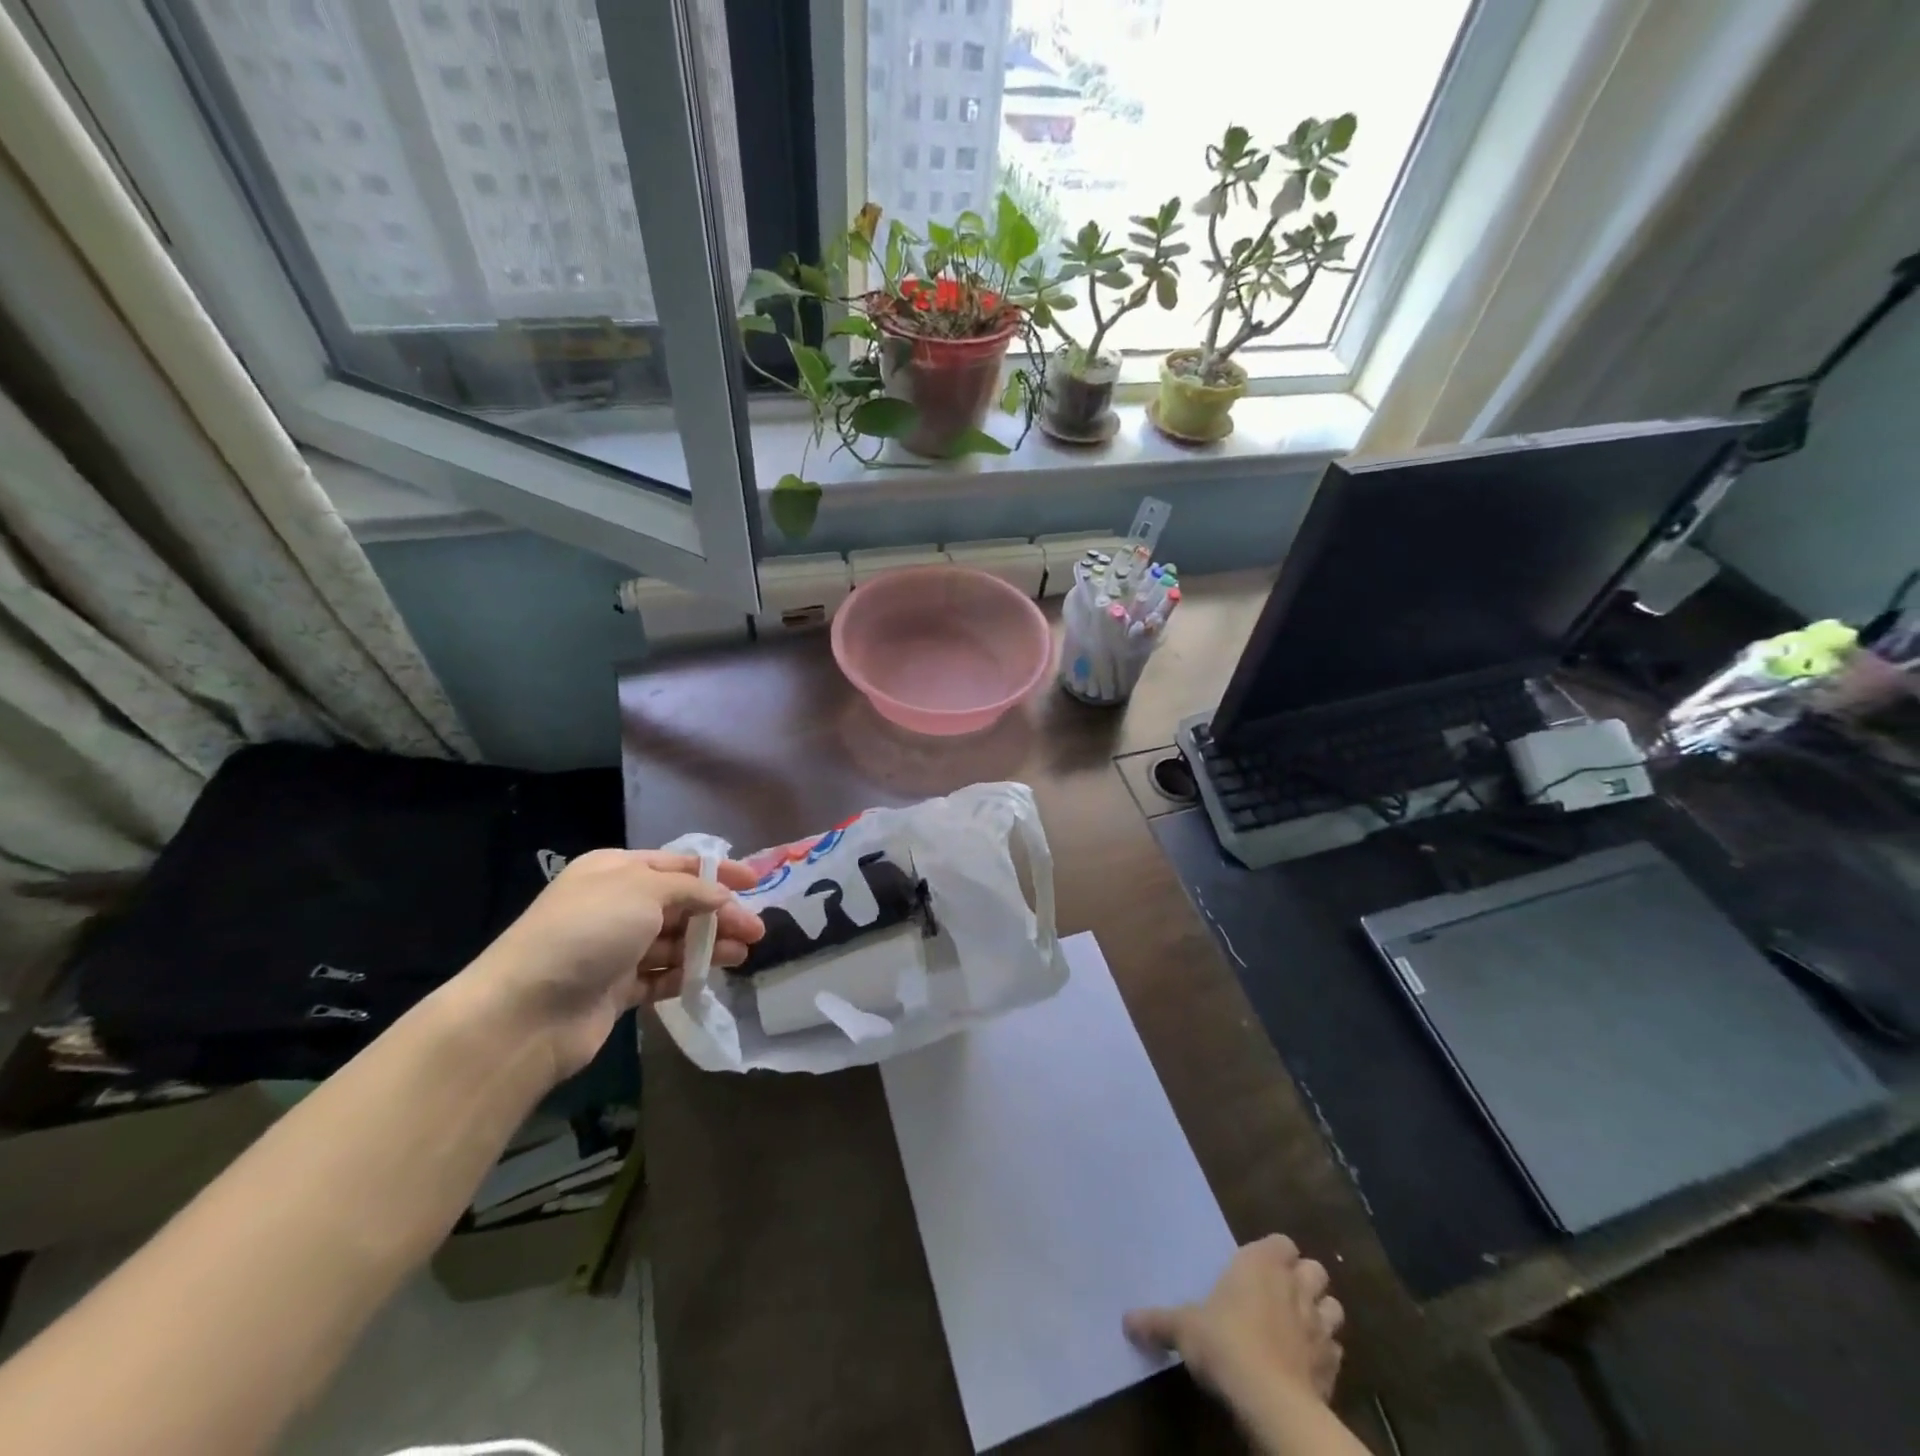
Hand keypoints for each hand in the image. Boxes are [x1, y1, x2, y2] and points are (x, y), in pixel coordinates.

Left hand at [469, 848, 764, 1079]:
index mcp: (616, 871)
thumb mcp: (643, 890)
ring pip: (675, 941)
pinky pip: (660, 975)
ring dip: (709, 945)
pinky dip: (686, 974)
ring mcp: (615, 949)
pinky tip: (711, 976)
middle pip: (681, 904)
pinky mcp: (616, 989)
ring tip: (742, 955)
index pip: (678, 864)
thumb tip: (721, 896)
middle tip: (756, 930)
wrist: (527, 1011)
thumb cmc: (587, 932)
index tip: (756, 882)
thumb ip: (690, 889)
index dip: (719, 872)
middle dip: (720, 914)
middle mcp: (617, 905)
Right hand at [1124, 1236, 1344, 1408]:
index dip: (1274, 1253)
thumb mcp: (1182, 1328)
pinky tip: (1307, 1366)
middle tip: (1281, 1295)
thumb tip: (1125, 1320)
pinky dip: (1325, 1356)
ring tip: (1300, 1328)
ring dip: (1320, 1315)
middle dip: (1304, 1280)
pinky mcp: (1333, 1368)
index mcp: (1261, 1263)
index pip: (1281, 1242)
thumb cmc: (1224, 1342)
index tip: (1257, 1268)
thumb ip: (1156, 1321)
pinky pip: (1335, 1353)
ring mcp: (1319, 1327)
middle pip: (1315, 1269)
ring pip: (1333, 1308)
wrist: (1270, 1401)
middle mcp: (1295, 1286)